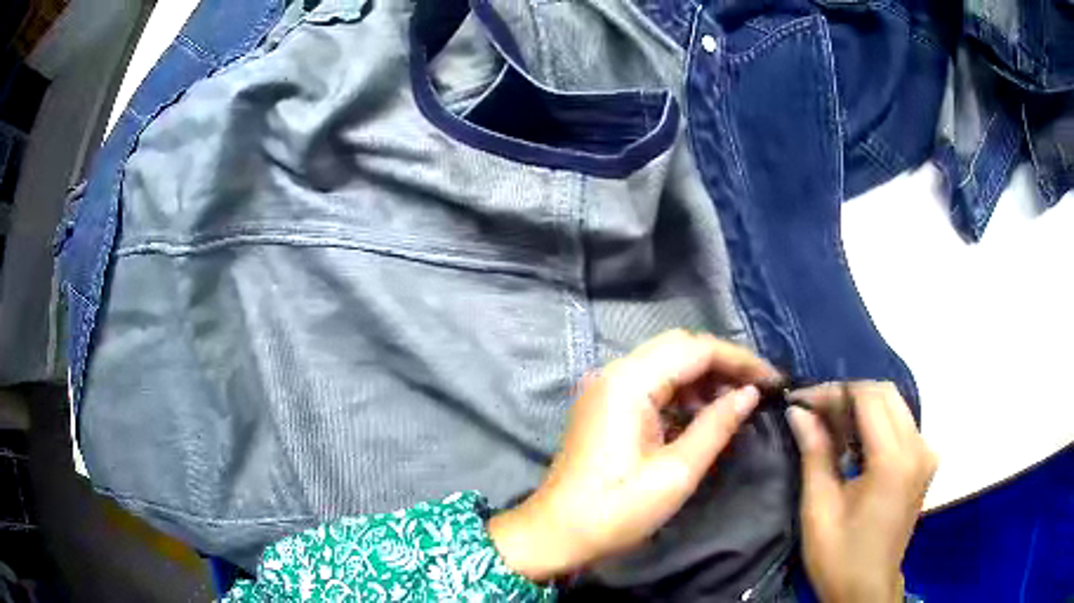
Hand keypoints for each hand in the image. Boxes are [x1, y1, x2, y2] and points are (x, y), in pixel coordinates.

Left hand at [489, 330, 779, 581]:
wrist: (556, 535)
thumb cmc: (616, 511)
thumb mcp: (675, 473)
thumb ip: (716, 426)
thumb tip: (749, 394)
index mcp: (628, 383)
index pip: (695, 349)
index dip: (739, 360)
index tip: (772, 380)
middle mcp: (614, 373)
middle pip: (680, 347)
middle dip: (723, 364)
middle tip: (758, 389)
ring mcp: (606, 388)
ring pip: (666, 363)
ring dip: (704, 377)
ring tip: (738, 403)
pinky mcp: (604, 405)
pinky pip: (652, 384)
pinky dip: (682, 392)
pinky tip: (704, 413)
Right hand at [787, 382, 937, 602]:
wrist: (866, 590)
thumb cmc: (839, 556)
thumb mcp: (819, 509)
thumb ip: (815, 453)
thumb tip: (798, 411)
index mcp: (894, 461)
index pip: (868, 398)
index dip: (833, 392)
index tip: (800, 401)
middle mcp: (918, 448)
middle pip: (885, 393)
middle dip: (847, 394)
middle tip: (814, 412)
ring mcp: (925, 454)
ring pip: (895, 405)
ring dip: (862, 406)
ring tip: (829, 426)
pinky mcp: (924, 463)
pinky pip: (901, 424)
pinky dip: (876, 423)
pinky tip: (853, 443)